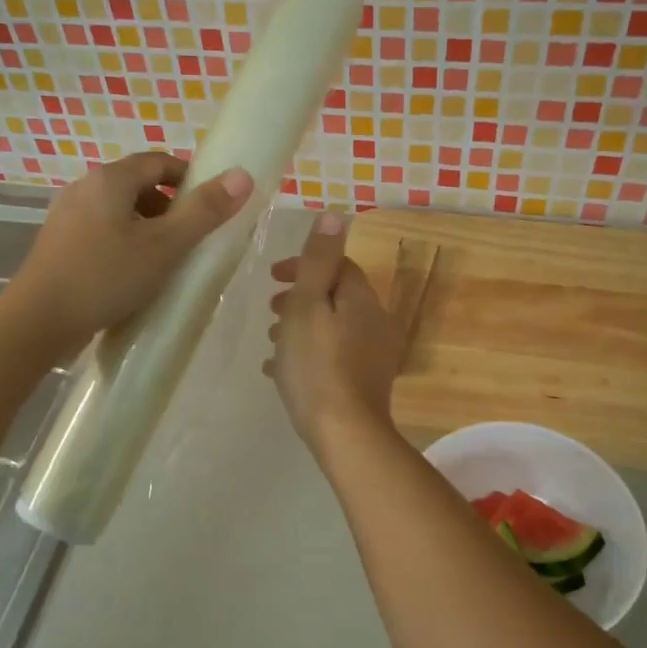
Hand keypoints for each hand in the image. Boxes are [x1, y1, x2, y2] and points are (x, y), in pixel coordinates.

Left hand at [10, 151, 253, 345]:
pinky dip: (122, 242)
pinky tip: (129, 274)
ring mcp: (66, 214)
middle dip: (169, 207)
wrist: (39, 319)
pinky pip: (100, 230)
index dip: (189, 179)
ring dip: (146, 227)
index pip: (160, 162)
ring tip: (163, 260)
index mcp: (110, 178)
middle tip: (189, 239)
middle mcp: (85, 187)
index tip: (209, 207)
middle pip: (138, 185)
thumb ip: (204, 211)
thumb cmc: (106, 277)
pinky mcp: (57, 242)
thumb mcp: (165, 246)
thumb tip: (242, 176)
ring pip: (118, 210)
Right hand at [265, 212, 403, 452]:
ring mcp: (373, 356)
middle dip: (301, 298)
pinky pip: (333, 357)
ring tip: (273, 343)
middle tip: (271, 310)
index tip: (273, 278)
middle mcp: (375, 322)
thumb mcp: (308, 305)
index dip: (305, 265)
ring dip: (302, 327)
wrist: (345, 433)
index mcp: (362, 300)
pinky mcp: (365, 384)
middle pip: (335, 297)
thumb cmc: (317, 364)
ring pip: (332, 328)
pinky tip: (283, 371)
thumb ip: (318, 260)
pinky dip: (310, 354)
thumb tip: (334, 214)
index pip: (338, 266)